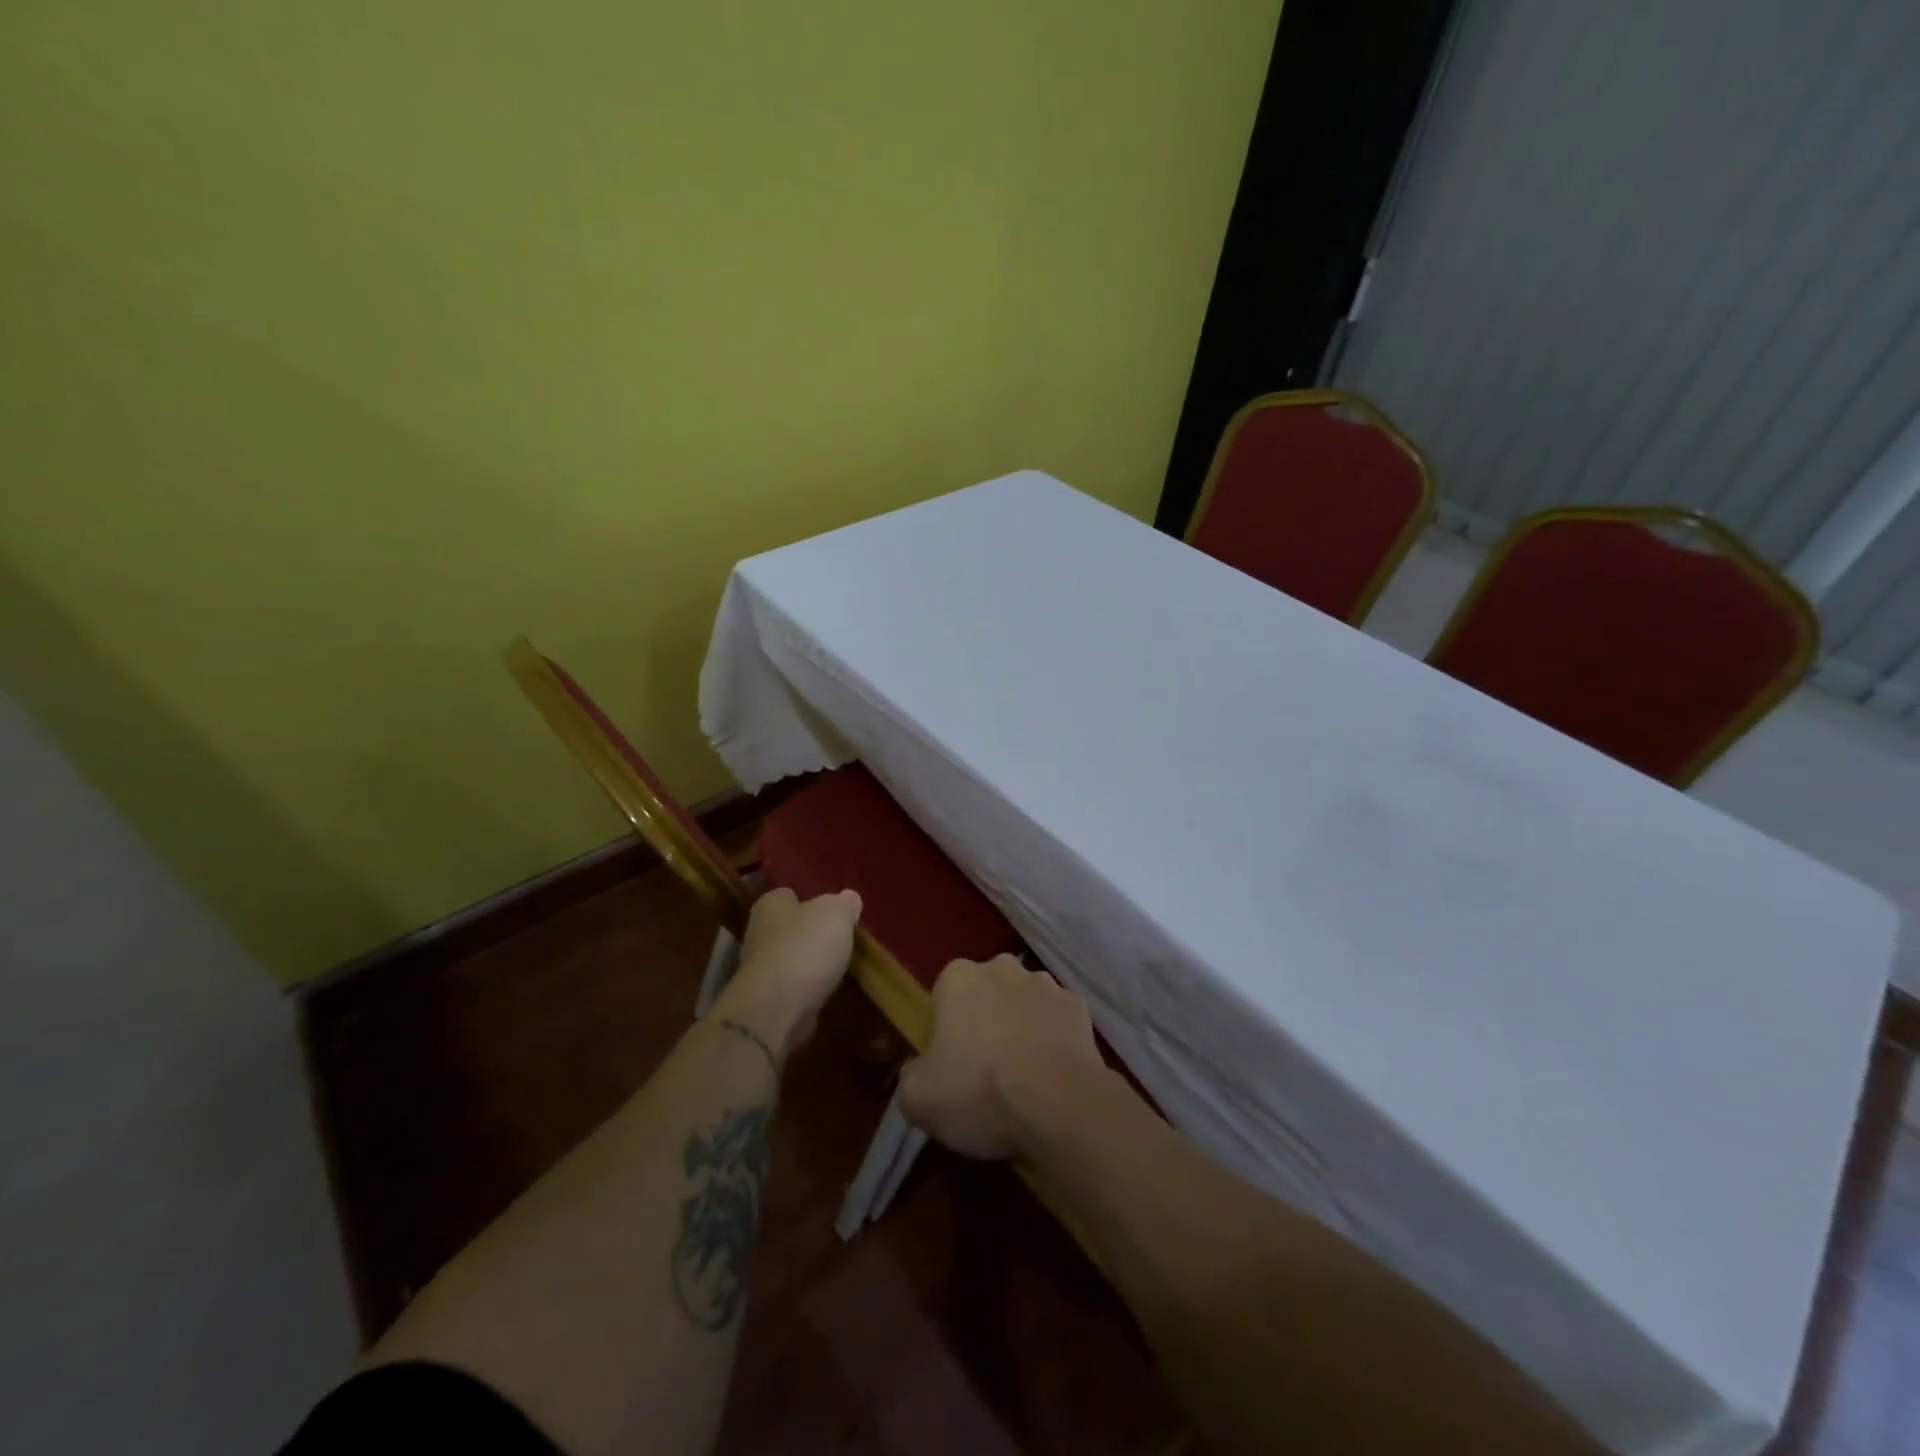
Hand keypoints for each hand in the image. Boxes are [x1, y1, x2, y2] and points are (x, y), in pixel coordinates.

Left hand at [714, 887, 861, 1057]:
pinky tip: (826, 991)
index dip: (810, 899)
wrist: (777, 1008)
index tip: (832, 910)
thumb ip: (845, 903)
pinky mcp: (767, 1000)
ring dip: (810, 963)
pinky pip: (792, 987)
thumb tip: (849, 899)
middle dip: (811, 933)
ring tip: (838, 966)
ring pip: (791, 958)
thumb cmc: (805, 947)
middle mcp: (758, 933)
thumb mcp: (836, 913)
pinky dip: (807, 989)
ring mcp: (759, 969)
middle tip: (839, 938)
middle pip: (789, 927)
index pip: (788, 894)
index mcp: (769, 905)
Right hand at [898, 955, 1105, 1160]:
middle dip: (985, 1020)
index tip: (950, 1064)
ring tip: (1023, 1075)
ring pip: (1024, 1003)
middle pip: (986, 992)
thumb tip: (920, 1072)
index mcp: (958, 977)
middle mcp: (1002, 967)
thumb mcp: (917, 1098)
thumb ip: (910, 1076)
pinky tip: (1052, 1073)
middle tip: (985, 1069)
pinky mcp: (1079, 1007)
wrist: (1058, 1104)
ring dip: (1021, 1026)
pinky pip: (1057, 1021)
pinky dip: (1054, 1039)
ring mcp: (1046, 983)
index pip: (944, 995)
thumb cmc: (978, 1091)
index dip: (945, 1029)